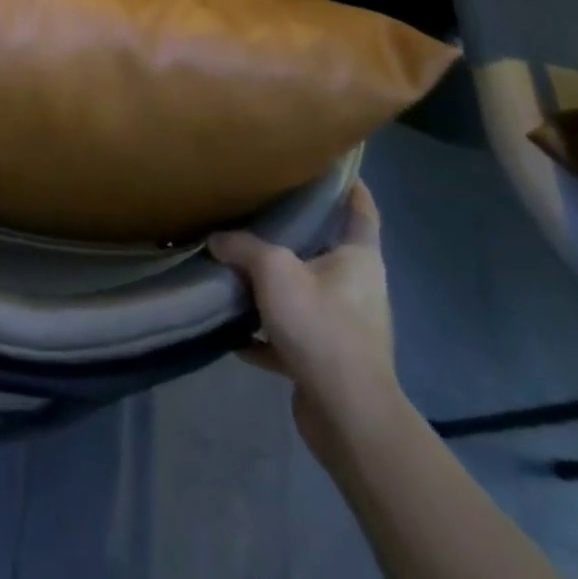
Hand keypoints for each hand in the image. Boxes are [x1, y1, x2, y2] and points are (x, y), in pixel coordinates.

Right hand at [209, 183, 399, 456]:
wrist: (348, 417)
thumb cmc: (322, 326)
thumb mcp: (274, 271)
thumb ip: (243, 246)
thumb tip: (217, 238)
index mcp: (358, 258)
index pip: (361, 209)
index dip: (349, 183)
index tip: (327, 161)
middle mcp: (357, 288)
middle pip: (326, 249)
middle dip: (294, 233)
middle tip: (257, 208)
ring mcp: (344, 327)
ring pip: (304, 293)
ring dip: (273, 286)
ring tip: (235, 267)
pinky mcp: (327, 362)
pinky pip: (290, 336)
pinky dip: (264, 333)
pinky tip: (232, 332)